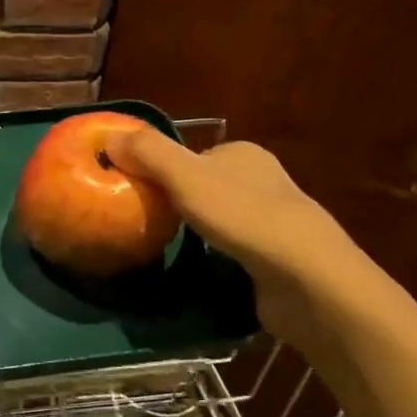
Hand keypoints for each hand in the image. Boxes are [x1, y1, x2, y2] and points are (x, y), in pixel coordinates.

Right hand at [104, 130, 378, 352]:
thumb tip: (109, 137)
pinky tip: (202, 270)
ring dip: (198, 232)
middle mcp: (263, 181)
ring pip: (221, 220)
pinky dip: (217, 257)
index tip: (137, 190)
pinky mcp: (278, 260)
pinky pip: (236, 251)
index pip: (193, 155)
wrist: (308, 279)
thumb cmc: (244, 216)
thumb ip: (148, 153)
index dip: (163, 169)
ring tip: (167, 247)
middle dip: (180, 202)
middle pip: (206, 186)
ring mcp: (275, 222)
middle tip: (146, 220)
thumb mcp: (185, 176)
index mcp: (245, 153)